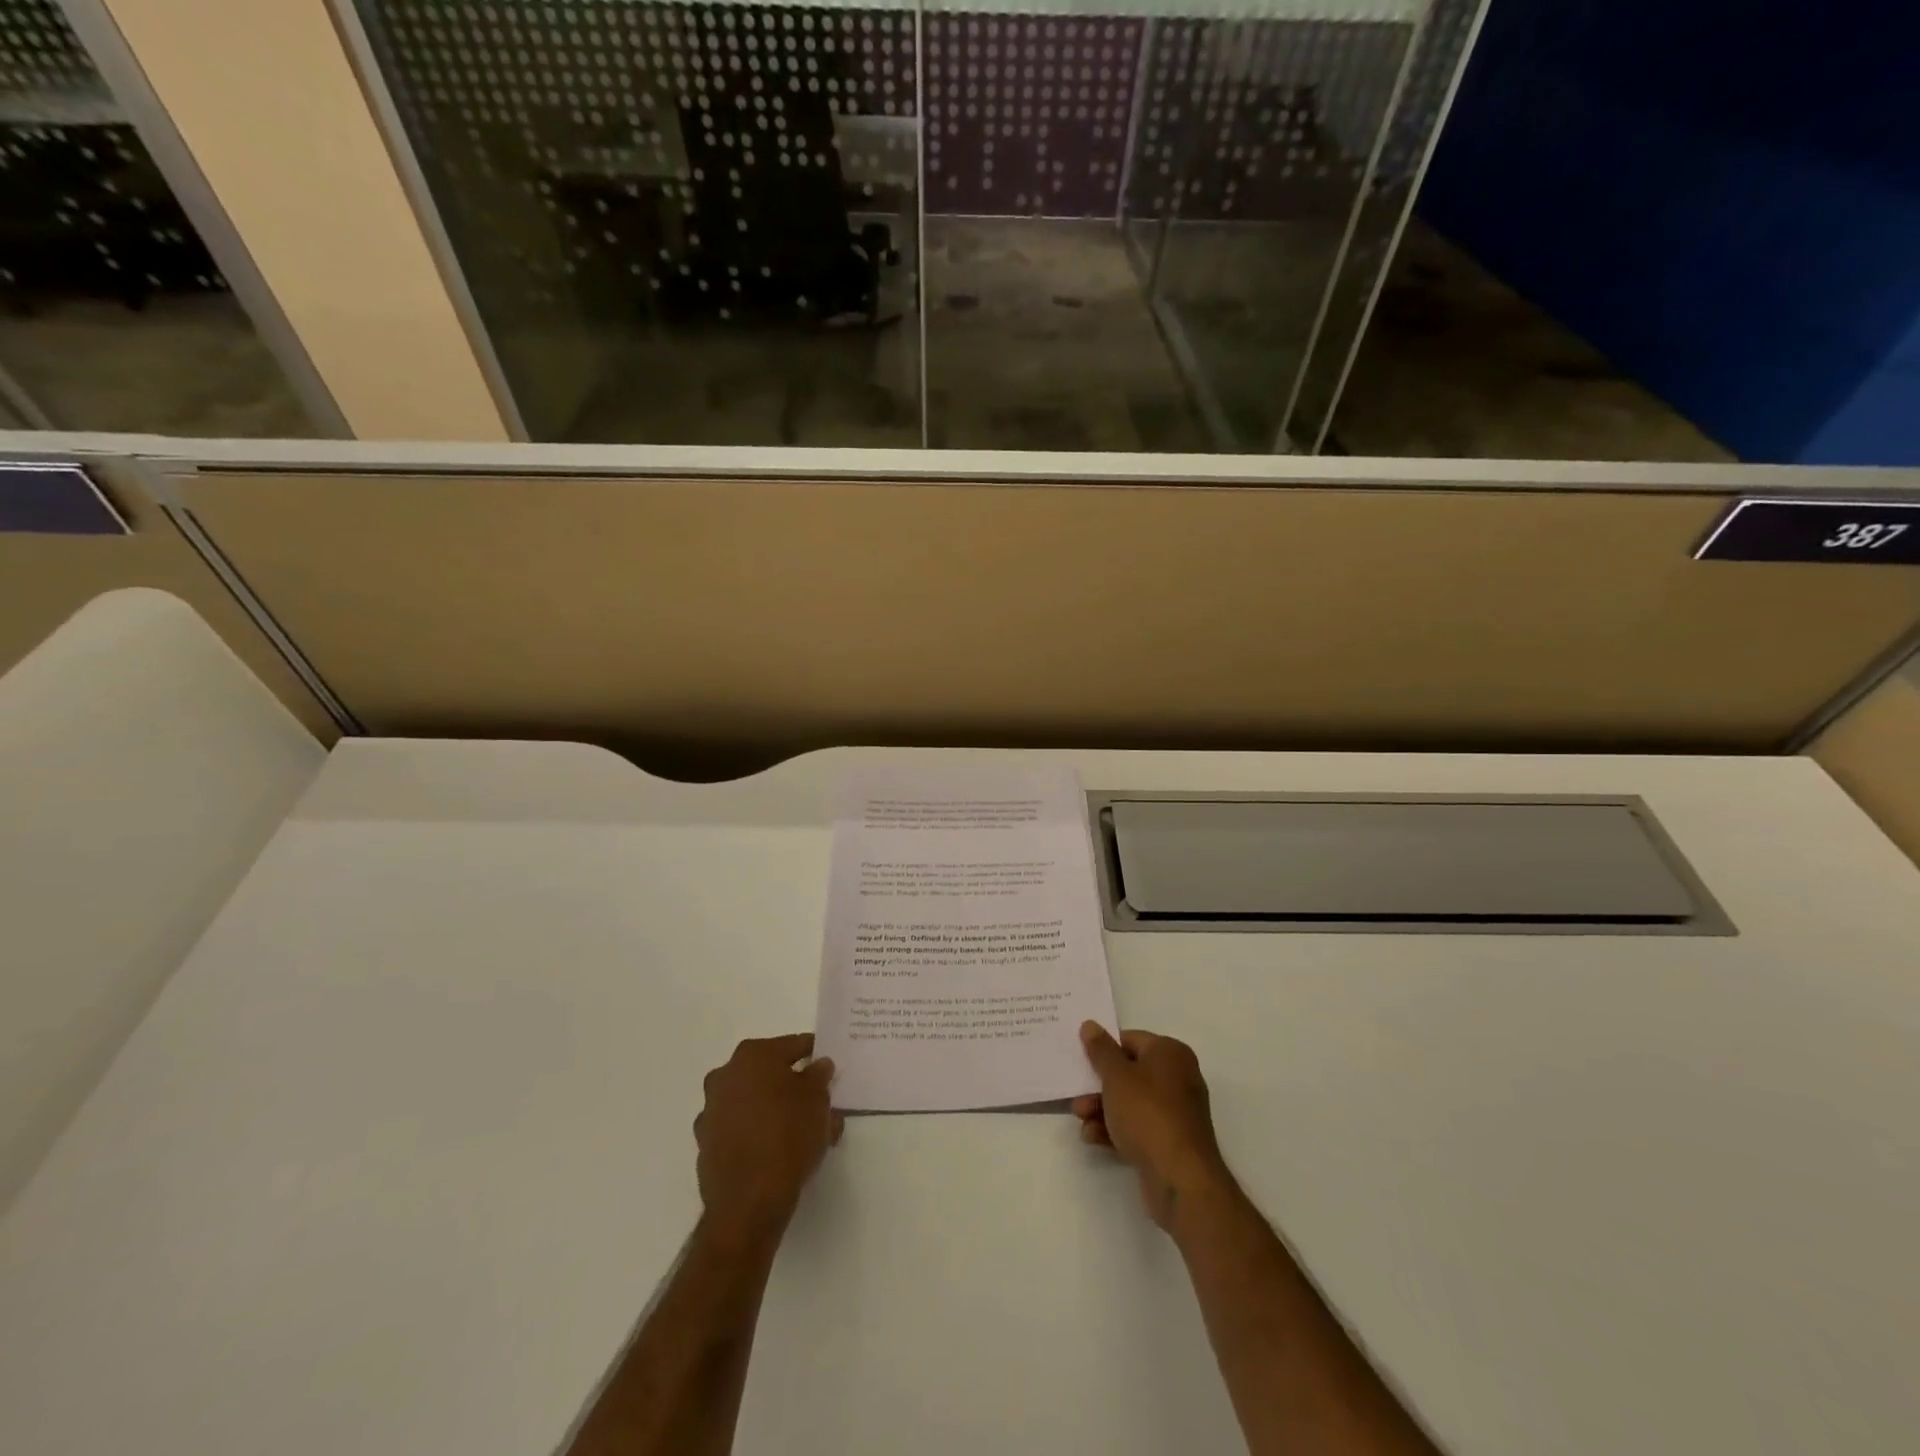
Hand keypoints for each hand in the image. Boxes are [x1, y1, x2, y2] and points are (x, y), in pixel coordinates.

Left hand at [694, 1034, 842, 1247]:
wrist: (748, 1202)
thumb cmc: (788, 1136)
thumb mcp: (817, 1100)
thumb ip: (819, 1076)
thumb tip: (818, 1066)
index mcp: (753, 1056)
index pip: (793, 1046)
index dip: (814, 1055)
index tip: (828, 1068)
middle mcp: (726, 1075)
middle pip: (769, 1073)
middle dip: (793, 1085)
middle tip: (818, 1102)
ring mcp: (711, 1110)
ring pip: (753, 1101)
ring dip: (775, 1109)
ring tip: (803, 1133)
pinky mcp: (706, 1143)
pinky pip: (740, 1128)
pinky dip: (757, 1132)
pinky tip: (778, 1151)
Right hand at [1074, 1023, 1231, 1229]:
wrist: (1180, 1178)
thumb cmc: (1147, 1113)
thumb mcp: (1117, 1076)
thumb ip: (1101, 1050)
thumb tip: (1090, 1025)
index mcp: (1170, 1053)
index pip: (1130, 1040)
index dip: (1104, 1049)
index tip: (1081, 1061)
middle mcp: (1177, 1077)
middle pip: (1129, 1072)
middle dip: (1099, 1085)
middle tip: (1076, 1094)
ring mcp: (1175, 1111)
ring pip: (1130, 1101)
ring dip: (1102, 1109)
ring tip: (1080, 1118)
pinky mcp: (1169, 1140)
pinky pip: (1137, 1126)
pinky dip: (1115, 1129)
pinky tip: (1093, 1137)